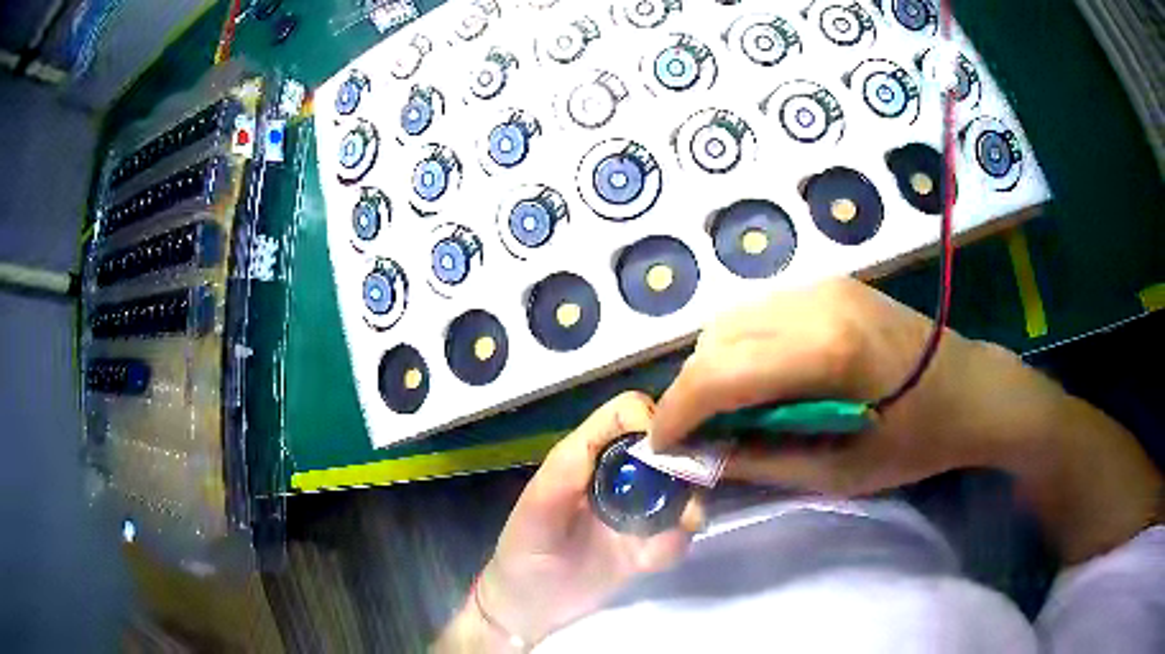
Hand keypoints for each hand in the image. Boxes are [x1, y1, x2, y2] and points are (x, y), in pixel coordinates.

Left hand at [438, 392, 701, 650]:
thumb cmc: (523, 552)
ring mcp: (638, 511)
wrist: (529, 608)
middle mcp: (619, 476)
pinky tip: (650, 563)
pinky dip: (676, 545)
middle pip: (667, 447)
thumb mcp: (535, 512)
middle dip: (686, 468)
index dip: (652, 421)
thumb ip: (567, 473)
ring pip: (684, 490)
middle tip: (689, 498)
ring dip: (689, 508)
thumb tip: (622, 438)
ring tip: (676, 532)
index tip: (667, 452)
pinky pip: (679, 536)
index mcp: (588, 457)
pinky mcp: (649, 545)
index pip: (627, 414)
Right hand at [650, 277, 1161, 562]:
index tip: (661, 446)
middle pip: (716, 339)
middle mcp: (816, 302)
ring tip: (731, 410)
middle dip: (693, 390)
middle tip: (700, 435)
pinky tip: (764, 379)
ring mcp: (823, 285)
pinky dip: (743, 347)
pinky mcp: (830, 283)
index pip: (720, 373)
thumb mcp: (839, 472)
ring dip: (716, 366)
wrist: (972, 387)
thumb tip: (700, 456)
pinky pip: (761, 312)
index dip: (677, 412)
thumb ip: (762, 461)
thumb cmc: (917, 441)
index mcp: (827, 352)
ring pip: (732, 320)